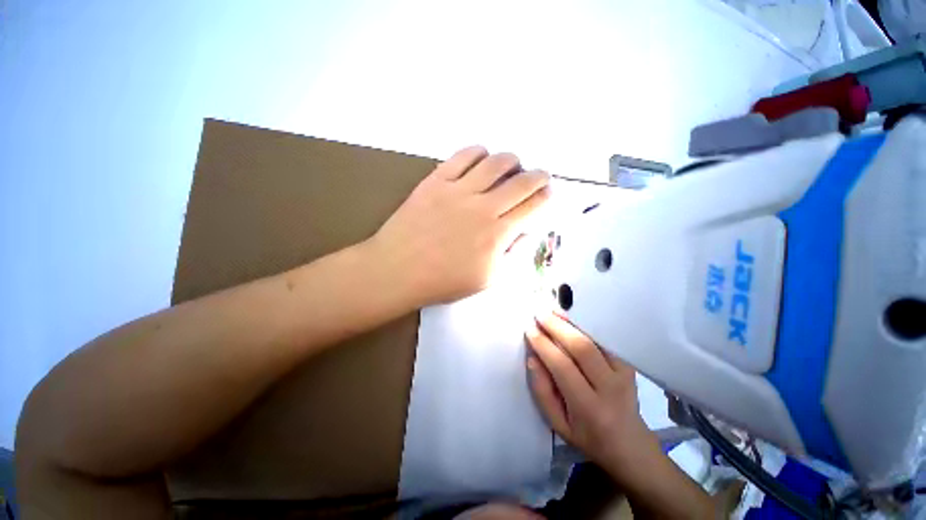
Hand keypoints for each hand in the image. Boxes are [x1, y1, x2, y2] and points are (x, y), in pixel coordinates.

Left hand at [370, 146, 549, 306]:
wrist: (397, 270)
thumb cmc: (442, 281)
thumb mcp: (486, 279)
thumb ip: (509, 254)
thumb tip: (523, 231)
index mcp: (497, 234)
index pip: (532, 207)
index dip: (545, 197)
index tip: (547, 193)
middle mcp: (483, 207)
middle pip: (522, 181)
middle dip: (538, 176)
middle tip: (540, 176)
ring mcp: (458, 190)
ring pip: (496, 162)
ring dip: (512, 161)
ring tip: (512, 166)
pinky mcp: (436, 180)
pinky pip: (464, 155)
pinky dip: (479, 152)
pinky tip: (482, 159)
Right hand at [525, 313, 660, 480]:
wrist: (630, 445)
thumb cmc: (588, 437)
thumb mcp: (558, 424)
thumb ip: (542, 391)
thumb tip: (532, 358)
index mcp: (589, 408)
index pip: (562, 367)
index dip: (543, 345)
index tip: (529, 330)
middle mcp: (610, 388)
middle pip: (582, 348)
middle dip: (557, 327)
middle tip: (539, 314)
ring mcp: (624, 374)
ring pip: (595, 340)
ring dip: (572, 322)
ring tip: (553, 310)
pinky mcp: (629, 366)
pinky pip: (606, 340)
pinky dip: (587, 326)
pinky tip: (572, 318)